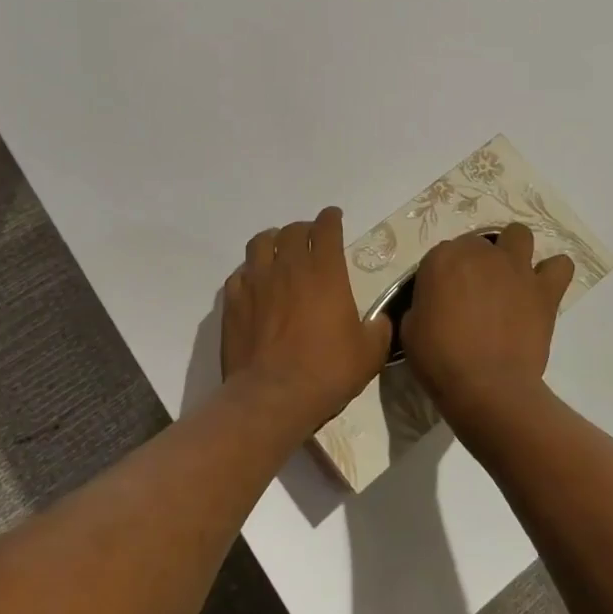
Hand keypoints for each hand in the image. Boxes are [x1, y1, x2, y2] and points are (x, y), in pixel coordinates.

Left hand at [220, 207, 391, 432]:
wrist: (273, 396)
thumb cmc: (327, 371)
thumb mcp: (370, 353)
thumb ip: (378, 329)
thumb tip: (379, 321)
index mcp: (325, 271)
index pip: (326, 228)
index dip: (331, 218)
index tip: (334, 217)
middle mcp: (288, 267)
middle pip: (292, 231)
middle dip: (303, 229)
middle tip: (310, 239)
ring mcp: (256, 282)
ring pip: (260, 242)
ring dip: (272, 241)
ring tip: (278, 250)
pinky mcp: (233, 301)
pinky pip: (239, 273)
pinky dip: (249, 271)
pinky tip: (254, 282)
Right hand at [402, 224, 573, 428]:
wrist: (487, 386)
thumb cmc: (440, 359)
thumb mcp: (411, 328)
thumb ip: (422, 304)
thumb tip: (433, 305)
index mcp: (442, 259)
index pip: (442, 253)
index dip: (442, 275)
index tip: (442, 297)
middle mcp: (481, 254)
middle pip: (478, 243)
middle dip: (475, 263)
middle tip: (473, 293)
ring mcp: (516, 268)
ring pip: (519, 235)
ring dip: (513, 250)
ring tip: (510, 276)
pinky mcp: (544, 290)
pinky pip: (560, 266)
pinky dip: (552, 272)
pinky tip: (543, 287)